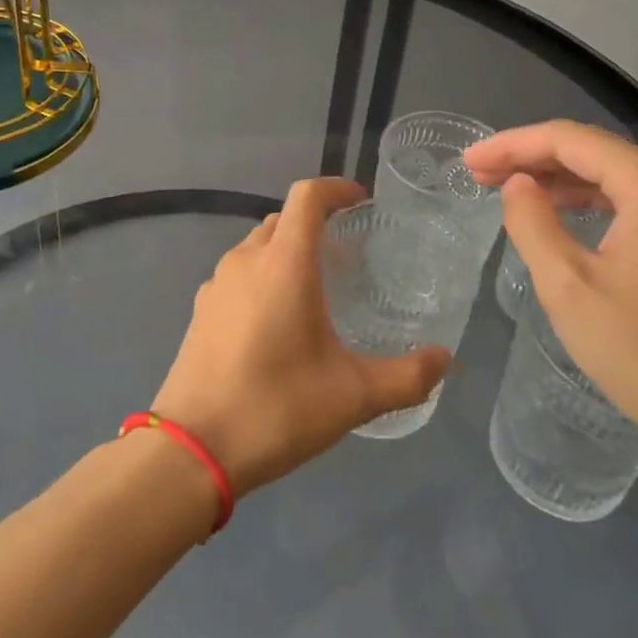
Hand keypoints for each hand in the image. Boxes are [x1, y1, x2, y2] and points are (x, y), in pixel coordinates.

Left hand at [152, 178, 450, 497]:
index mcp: (283, 263)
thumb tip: (445, 359)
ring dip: (287, 251)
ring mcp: (217, 284)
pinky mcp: (201, 309)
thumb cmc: (276, 408)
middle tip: (348, 253)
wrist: (192, 449)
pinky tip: (277, 320)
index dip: (336, 188)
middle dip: (315, 223)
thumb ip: (406, 377)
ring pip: (258, 246)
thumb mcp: (352, 397)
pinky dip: (263, 276)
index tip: (361, 201)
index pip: (307, 196)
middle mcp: (246, 260)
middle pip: (283, 219)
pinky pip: (238, 274)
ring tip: (316, 286)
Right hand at [464, 122, 637, 469]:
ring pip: (614, 175)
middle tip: (479, 174)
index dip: (513, 145)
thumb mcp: (568, 287)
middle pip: (595, 151)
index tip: (469, 162)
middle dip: (532, 159)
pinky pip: (635, 201)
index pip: (571, 140)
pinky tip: (558, 211)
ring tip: (507, 188)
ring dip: (559, 179)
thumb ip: (532, 223)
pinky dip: (590, 201)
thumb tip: (517, 185)